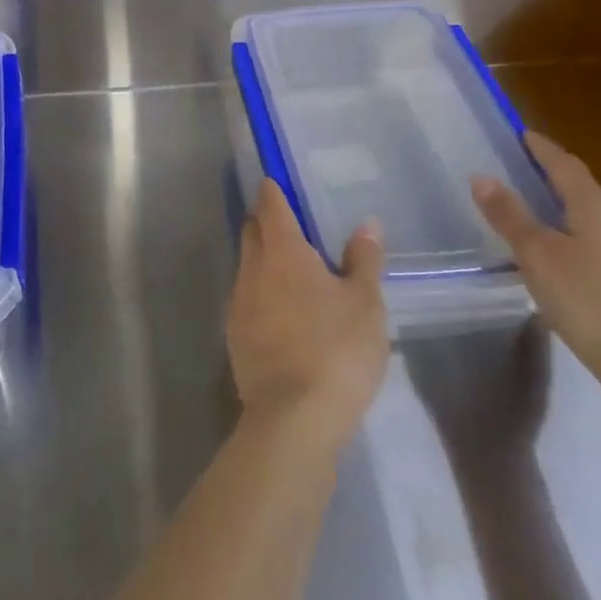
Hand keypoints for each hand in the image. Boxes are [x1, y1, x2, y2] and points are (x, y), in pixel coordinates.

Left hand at [227, 180, 388, 455]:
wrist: (293, 417)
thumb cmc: (336, 349)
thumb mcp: (365, 304)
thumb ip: (364, 260)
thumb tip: (366, 224)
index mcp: (283, 251)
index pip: (271, 206)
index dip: (273, 191)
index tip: (276, 182)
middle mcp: (253, 268)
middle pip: (253, 231)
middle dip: (265, 221)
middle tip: (289, 223)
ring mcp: (238, 302)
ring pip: (247, 265)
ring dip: (263, 259)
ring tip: (290, 268)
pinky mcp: (234, 335)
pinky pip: (246, 298)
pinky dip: (261, 292)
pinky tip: (281, 310)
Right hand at [471, 131, 600, 407]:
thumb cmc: (590, 301)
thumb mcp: (537, 256)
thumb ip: (510, 216)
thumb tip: (482, 176)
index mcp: (596, 208)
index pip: (565, 165)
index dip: (542, 148)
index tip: (521, 134)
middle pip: (583, 190)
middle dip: (553, 177)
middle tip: (521, 171)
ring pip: (593, 220)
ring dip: (564, 210)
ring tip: (534, 214)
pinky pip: (600, 246)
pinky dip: (575, 239)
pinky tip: (561, 259)